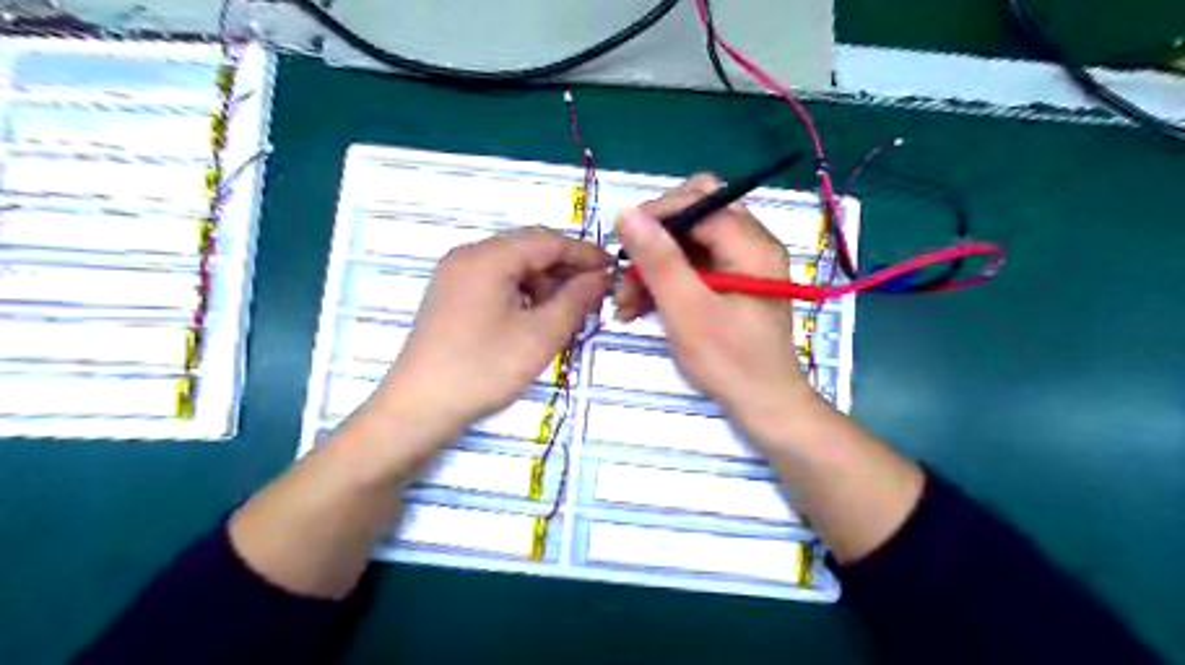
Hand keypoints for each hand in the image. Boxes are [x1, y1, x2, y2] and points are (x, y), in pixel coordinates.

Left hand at [375, 230, 609, 434]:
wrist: (419, 407)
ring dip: (543, 280)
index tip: (613, 269)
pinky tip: (533, 316)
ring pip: (511, 264)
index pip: (547, 241)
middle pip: (527, 247)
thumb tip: (601, 277)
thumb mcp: (540, 335)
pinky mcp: (450, 294)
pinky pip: (495, 279)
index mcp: (488, 258)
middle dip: (564, 267)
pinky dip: (521, 291)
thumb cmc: (483, 369)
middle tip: (594, 291)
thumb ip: (575, 300)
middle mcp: (468, 255)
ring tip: (565, 309)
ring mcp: (454, 274)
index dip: (584, 253)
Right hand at [615, 178, 820, 437]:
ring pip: (689, 242)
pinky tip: (641, 307)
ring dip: (654, 265)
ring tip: (627, 302)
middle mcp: (751, 243)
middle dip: (655, 240)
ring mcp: (742, 264)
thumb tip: (626, 213)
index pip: (698, 201)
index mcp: (750, 243)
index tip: (622, 244)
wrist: (764, 406)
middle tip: (628, 270)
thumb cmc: (730, 361)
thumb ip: (659, 260)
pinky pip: (693, 266)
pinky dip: (667, 281)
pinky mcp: (732, 283)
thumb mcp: (687, 310)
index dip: (656, 214)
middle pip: (695, 215)